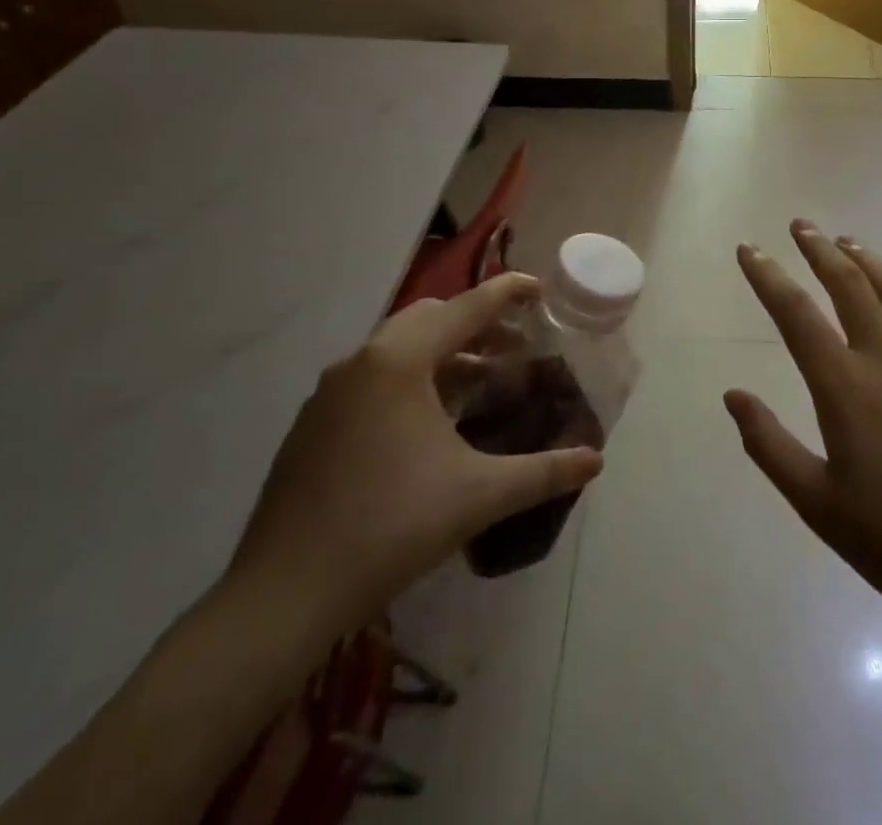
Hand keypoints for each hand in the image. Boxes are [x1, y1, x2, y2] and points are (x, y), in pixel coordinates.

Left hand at [225, 273, 603, 643]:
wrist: (285, 593)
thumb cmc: (391, 527)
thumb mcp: (479, 496)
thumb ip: (543, 472)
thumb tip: (595, 461)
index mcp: (400, 360)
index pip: (466, 308)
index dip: (507, 293)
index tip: (538, 288)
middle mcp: (362, 360)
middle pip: (430, 317)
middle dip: (475, 323)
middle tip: (513, 346)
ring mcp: (329, 391)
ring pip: (397, 347)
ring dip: (442, 352)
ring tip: (478, 381)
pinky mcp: (312, 422)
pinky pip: (371, 377)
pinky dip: (409, 378)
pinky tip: (427, 423)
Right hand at [726, 222, 881, 632]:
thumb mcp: (816, 503)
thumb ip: (769, 445)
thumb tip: (732, 395)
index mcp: (845, 388)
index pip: (796, 315)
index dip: (768, 276)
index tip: (750, 249)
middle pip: (849, 285)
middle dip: (819, 250)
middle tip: (800, 226)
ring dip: (868, 259)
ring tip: (846, 241)